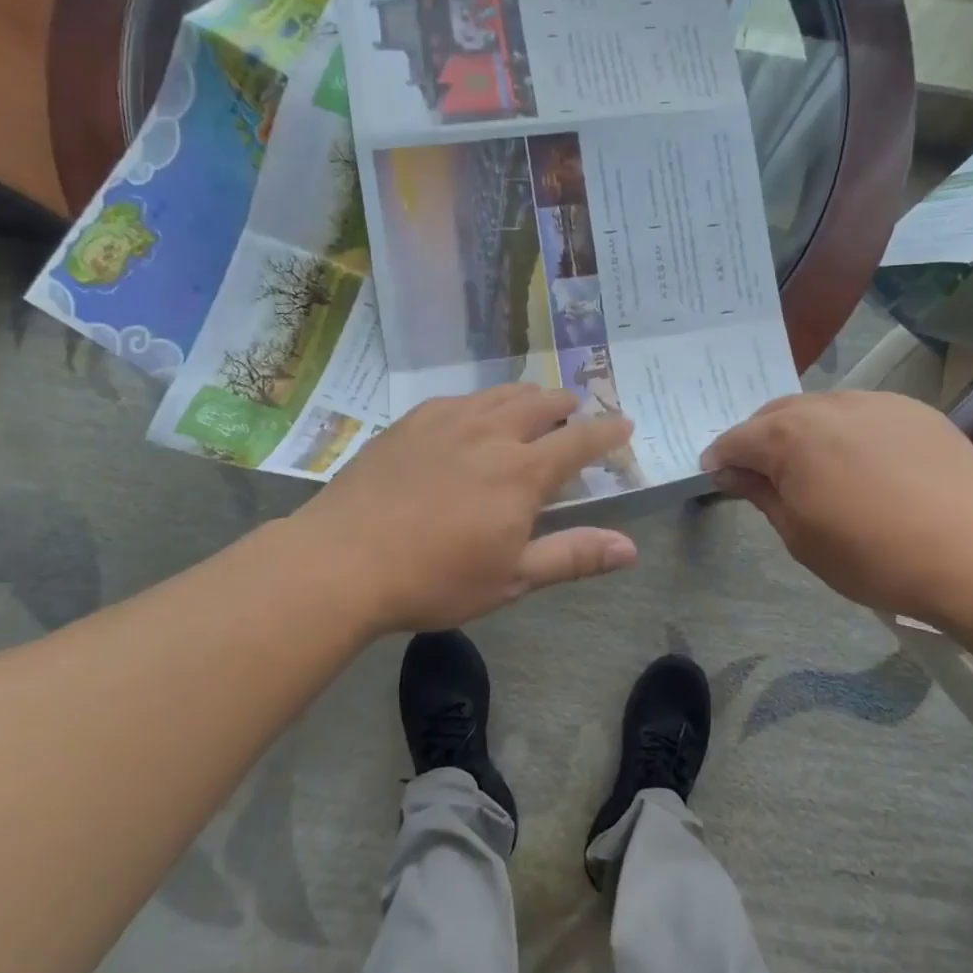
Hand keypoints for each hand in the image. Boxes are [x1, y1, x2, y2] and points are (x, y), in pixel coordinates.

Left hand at [295, 386, 638, 635]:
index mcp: (522, 472)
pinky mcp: (412, 420)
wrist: (342, 560)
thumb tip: (630, 548)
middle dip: (566, 405)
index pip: (580, 440)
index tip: (624, 423)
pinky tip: (471, 418)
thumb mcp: (511, 578)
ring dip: (526, 398)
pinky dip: (482, 403)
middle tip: (573, 414)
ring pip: (501, 393)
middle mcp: (491, 433)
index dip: (607, 431)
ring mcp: (448, 420)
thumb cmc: (434, 578)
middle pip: (542, 403)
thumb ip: (573, 556)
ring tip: (531, 407)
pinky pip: (460, 398)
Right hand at [701, 391, 972, 627]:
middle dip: (760, 439)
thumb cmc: (872, 555)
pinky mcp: (912, 410)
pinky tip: (866, 464)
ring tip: (816, 466)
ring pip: (821, 408)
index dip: (720, 459)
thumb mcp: (800, 536)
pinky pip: (863, 413)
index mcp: (788, 437)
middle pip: (775, 414)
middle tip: (763, 473)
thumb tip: (731, 472)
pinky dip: (849, 432)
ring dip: (805, 432)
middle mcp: (825, 406)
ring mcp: (873, 402)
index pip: (736, 439)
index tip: (716, 476)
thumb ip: (761, 494)